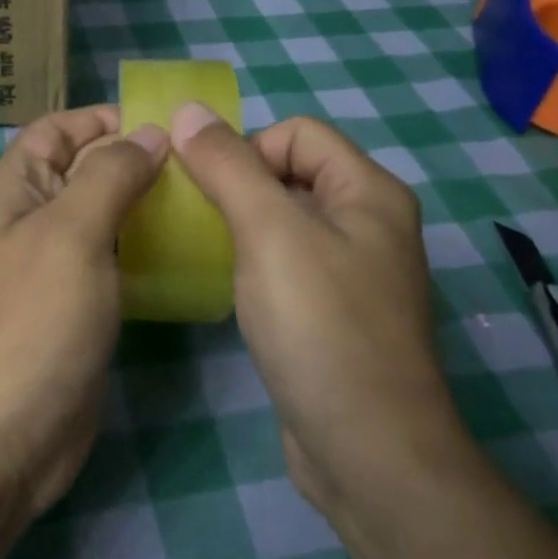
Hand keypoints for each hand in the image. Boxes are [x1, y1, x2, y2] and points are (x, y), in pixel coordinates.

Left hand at [0, 105, 166, 518]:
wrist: (0, 441)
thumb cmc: (30, 324)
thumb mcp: (69, 235)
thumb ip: (108, 176)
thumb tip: (147, 135)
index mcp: (12, 192)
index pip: (56, 130)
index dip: (104, 119)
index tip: (167, 125)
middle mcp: (27, 223)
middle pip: (83, 172)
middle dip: (135, 161)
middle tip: (202, 167)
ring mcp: (51, 271)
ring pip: (102, 219)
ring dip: (145, 208)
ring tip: (205, 203)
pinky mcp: (75, 311)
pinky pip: (111, 264)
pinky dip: (143, 252)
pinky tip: (187, 253)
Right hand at [169, 106, 466, 512]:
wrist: (366, 448)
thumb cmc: (320, 327)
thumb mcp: (269, 233)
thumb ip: (228, 167)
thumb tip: (188, 110)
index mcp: (369, 192)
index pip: (298, 133)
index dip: (246, 147)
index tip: (205, 189)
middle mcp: (369, 224)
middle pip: (291, 175)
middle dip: (238, 185)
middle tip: (192, 218)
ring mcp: (354, 274)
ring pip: (285, 223)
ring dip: (240, 226)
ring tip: (200, 250)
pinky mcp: (333, 315)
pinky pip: (287, 266)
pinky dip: (253, 264)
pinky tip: (226, 288)